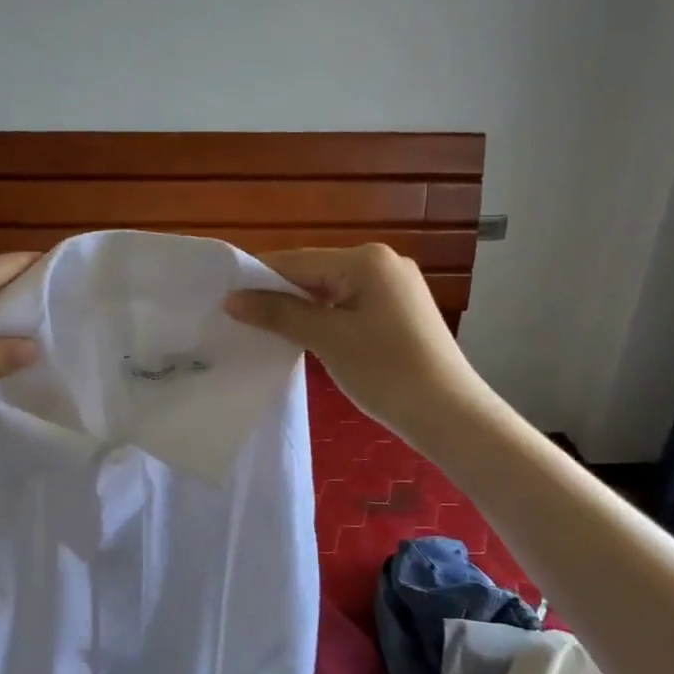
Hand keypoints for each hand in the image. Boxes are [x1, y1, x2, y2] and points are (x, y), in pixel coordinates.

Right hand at [224, 244, 488, 447]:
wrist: (450, 414)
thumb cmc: (386, 371)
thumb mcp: (327, 339)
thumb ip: (279, 313)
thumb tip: (233, 298)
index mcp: (366, 259)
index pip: (296, 260)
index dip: (257, 279)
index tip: (223, 300)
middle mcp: (383, 262)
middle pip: (314, 271)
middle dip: (279, 295)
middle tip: (241, 320)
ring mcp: (395, 285)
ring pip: (331, 289)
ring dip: (301, 308)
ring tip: (267, 331)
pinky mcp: (400, 309)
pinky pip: (350, 304)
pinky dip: (325, 317)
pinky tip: (306, 336)